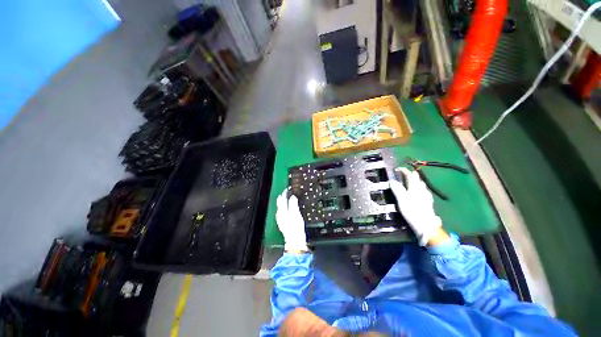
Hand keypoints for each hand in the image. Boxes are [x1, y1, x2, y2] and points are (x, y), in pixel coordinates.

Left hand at [276, 189, 307, 251]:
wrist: (295, 240)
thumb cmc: (295, 227)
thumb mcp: (296, 214)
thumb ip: (293, 204)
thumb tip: (292, 197)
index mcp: (281, 211)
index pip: (281, 198)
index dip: (284, 193)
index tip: (288, 189)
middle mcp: (279, 214)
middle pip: (280, 202)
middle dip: (284, 196)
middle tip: (289, 192)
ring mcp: (281, 218)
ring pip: (281, 207)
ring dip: (285, 202)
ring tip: (290, 198)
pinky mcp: (283, 222)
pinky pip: (283, 211)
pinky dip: (286, 207)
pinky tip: (290, 208)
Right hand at [389, 168, 444, 245]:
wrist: (426, 225)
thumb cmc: (412, 211)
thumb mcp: (401, 200)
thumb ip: (397, 189)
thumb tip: (392, 181)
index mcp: (415, 187)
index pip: (410, 175)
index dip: (404, 171)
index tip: (398, 169)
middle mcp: (422, 189)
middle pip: (417, 178)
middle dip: (411, 174)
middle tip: (404, 174)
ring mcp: (426, 195)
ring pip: (421, 184)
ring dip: (415, 180)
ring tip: (410, 181)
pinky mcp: (428, 201)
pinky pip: (423, 190)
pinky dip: (419, 187)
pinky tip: (418, 191)